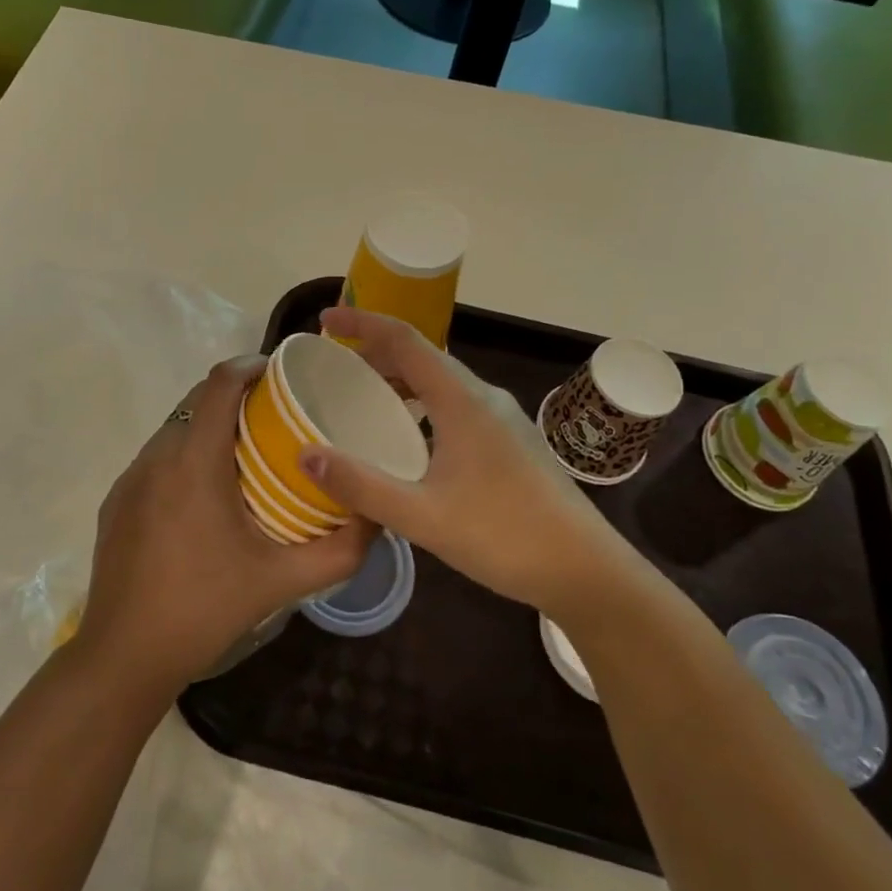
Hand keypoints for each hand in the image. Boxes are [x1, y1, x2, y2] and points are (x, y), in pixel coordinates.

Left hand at [77, 356, 373, 693]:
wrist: (124, 656)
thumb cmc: (204, 609)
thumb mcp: (281, 582)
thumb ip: (338, 551)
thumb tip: (376, 518)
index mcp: (194, 462)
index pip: (219, 383)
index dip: (251, 365)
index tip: (282, 373)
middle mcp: (156, 457)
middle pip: (196, 400)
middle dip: (236, 395)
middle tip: (276, 416)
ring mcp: (130, 479)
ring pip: (175, 428)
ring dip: (210, 426)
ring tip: (247, 452)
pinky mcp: (116, 502)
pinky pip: (157, 459)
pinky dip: (185, 455)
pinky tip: (206, 495)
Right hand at [300, 308, 647, 623]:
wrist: (585, 570)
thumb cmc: (504, 536)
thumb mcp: (422, 516)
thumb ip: (362, 486)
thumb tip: (306, 455)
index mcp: (462, 402)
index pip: (405, 341)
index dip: (363, 324)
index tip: (326, 321)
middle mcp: (484, 398)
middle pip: (423, 357)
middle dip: (377, 351)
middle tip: (335, 364)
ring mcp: (503, 419)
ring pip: (442, 382)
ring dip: (401, 380)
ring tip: (366, 398)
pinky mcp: (512, 442)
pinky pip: (456, 405)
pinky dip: (422, 404)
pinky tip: (412, 440)